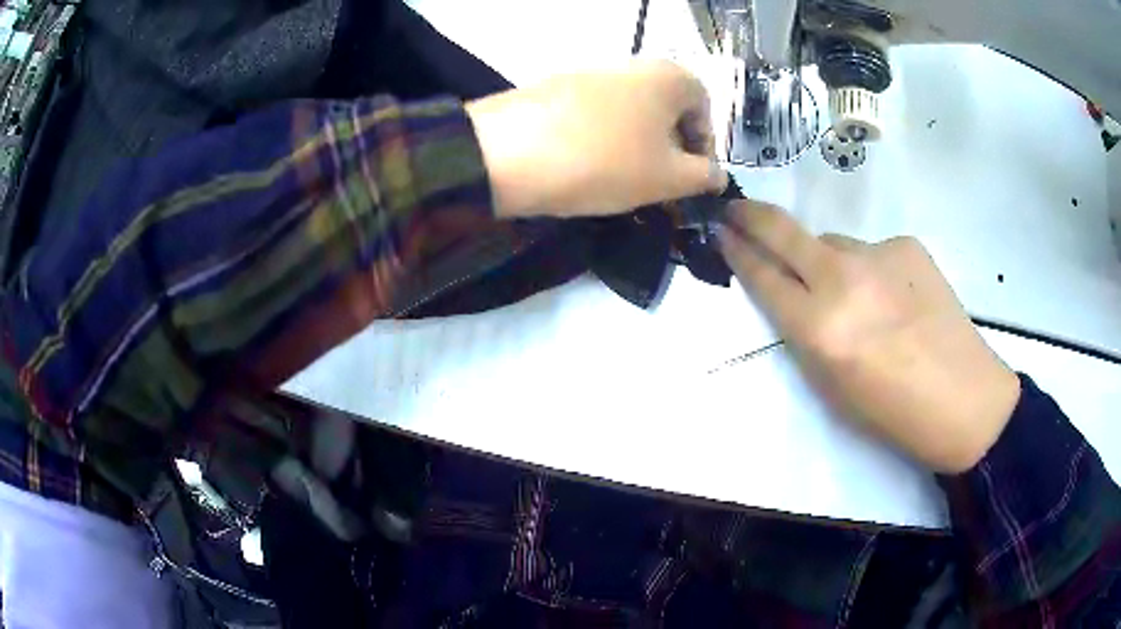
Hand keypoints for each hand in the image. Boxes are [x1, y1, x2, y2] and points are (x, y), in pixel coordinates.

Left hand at [466, 59, 726, 218]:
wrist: (507, 153)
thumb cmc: (605, 162)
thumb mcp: (667, 178)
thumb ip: (704, 177)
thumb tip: (717, 175)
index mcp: (669, 76)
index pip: (705, 109)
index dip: (704, 148)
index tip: (691, 181)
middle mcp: (633, 64)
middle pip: (666, 109)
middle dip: (670, 149)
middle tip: (660, 185)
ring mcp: (590, 72)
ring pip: (631, 113)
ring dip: (637, 146)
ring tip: (623, 181)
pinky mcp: (555, 88)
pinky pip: (596, 115)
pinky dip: (603, 139)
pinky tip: (587, 166)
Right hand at [717, 202, 1020, 473]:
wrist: (962, 396)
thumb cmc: (891, 411)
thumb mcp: (830, 387)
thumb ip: (804, 333)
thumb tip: (795, 293)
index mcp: (819, 329)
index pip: (763, 277)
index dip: (737, 253)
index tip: (722, 234)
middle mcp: (843, 280)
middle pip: (783, 231)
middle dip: (752, 217)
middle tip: (737, 211)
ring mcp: (878, 254)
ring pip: (834, 244)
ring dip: (831, 262)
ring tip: (864, 299)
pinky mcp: (907, 244)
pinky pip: (873, 251)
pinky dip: (874, 270)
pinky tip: (899, 299)